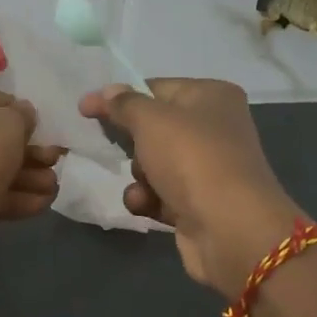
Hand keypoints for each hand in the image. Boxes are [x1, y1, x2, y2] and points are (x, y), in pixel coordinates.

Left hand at [0, 78, 61, 243]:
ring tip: (53, 189)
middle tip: (54, 163)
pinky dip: (1, 195)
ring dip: (20, 176)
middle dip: (24, 152)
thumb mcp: (7, 125)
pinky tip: (38, 206)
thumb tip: (21, 114)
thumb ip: (21, 115)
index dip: (16, 112)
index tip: (39, 131)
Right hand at [79, 78, 301, 298]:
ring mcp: (208, 168)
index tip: (86, 109)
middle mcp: (214, 128)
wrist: (229, 228)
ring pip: (154, 163)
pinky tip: (145, 204)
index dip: (120, 98)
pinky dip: (148, 199)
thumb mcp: (150, 120)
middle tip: (109, 147)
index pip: (156, 88)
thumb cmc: (191, 158)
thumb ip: (123, 104)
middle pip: (155, 128)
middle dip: (130, 142)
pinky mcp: (200, 203)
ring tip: (142, 183)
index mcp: (212, 96)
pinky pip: (161, 194)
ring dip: (138, 175)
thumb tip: (106, 92)